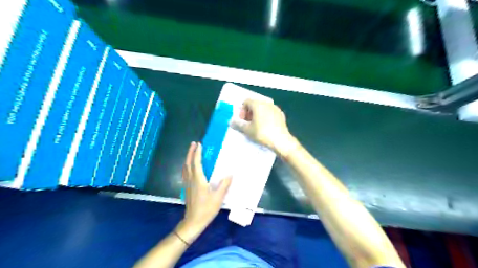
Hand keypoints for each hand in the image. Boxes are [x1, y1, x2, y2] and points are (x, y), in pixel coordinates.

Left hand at [180, 142, 230, 238]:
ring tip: (191, 151)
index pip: (196, 163)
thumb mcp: (218, 198)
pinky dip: (187, 165)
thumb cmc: (206, 209)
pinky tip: (189, 166)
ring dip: (188, 158)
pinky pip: (185, 172)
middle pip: (188, 163)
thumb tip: (230, 174)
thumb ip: (224, 185)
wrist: (193, 222)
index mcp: (198, 180)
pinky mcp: (186, 188)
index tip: (199, 144)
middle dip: (190, 152)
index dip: (197, 153)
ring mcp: (187, 184)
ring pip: (185, 167)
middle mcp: (191, 179)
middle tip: (193, 143)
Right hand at [232, 98, 296, 156]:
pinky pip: (270, 113)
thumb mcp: (247, 130)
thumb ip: (238, 124)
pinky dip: (265, 117)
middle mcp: (267, 103)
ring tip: (256, 126)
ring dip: (257, 115)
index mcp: (258, 104)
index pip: (246, 101)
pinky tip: (265, 127)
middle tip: (247, 123)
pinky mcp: (281, 115)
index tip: (242, 120)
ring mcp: (275, 108)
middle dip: (249, 112)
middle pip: (255, 104)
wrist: (281, 140)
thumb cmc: (262, 133)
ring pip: (263, 108)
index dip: (242, 110)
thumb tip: (231, 122)